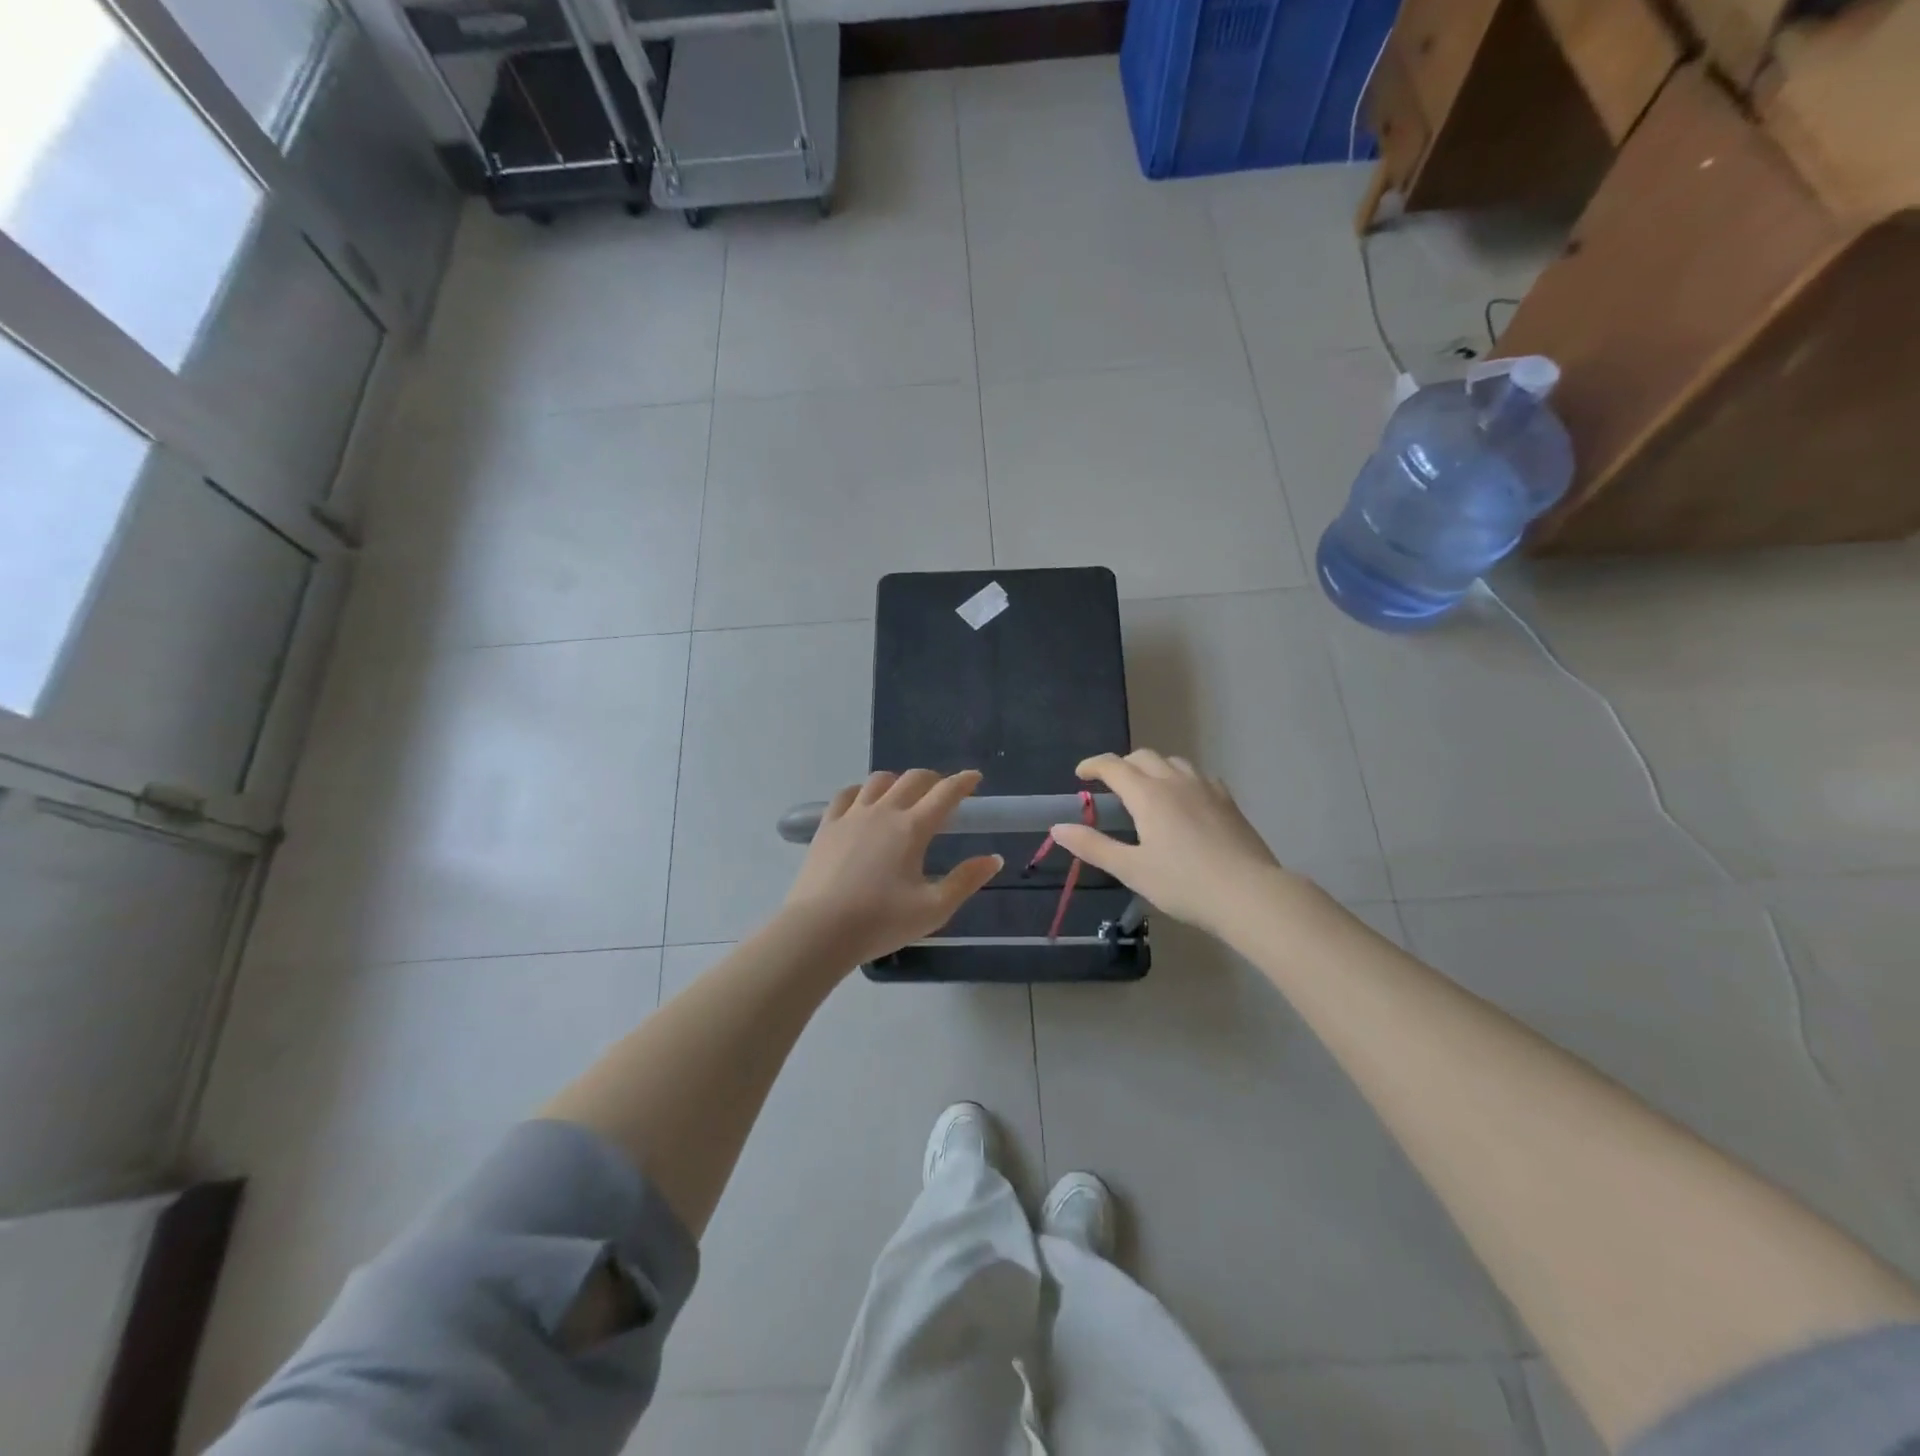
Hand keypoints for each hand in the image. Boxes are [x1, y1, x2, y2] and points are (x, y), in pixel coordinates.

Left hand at [782, 769, 1002, 966]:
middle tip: (942, 791)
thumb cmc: (881, 922)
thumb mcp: (934, 909)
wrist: (819, 930)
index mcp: (912, 828)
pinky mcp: (827, 826)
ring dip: (898, 781)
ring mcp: (852, 815)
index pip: (945, 793)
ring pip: (879, 781)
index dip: (963, 782)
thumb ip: (966, 881)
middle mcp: (884, 812)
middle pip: (913, 779)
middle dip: (933, 779)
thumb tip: (994, 858)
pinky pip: (846, 795)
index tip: (975, 778)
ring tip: (904, 795)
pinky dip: (862, 791)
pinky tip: (864, 802)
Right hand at [1049, 750, 1288, 937]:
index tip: (1080, 774)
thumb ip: (1093, 846)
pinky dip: (1181, 779)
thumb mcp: (1131, 869)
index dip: (1093, 765)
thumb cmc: (1184, 884)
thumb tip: (1058, 827)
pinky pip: (1199, 776)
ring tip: (1146, 790)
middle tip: (1110, 786)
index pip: (1114, 766)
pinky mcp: (1228, 801)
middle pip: (1143, 757)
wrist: (1249, 894)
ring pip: (1173, 762)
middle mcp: (1175, 781)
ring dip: (1152, 768)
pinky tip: (1184, 800)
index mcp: (1148, 794)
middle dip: (1122, 765)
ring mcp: (1206, 788)